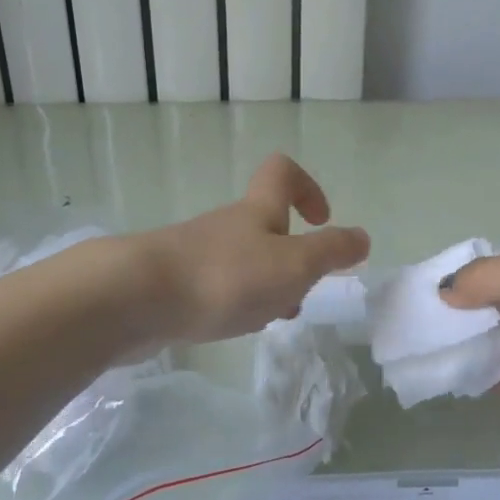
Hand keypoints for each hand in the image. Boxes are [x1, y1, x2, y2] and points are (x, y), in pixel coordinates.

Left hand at [134, 154, 369, 345]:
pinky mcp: (175, 282)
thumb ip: (331, 251)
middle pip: (265, 224)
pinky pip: (216, 285)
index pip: (283, 172)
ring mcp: (197, 252)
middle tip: (300, 290)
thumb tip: (363, 238)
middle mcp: (228, 225)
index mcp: (258, 211)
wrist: (137, 299)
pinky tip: (232, 326)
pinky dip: (234, 302)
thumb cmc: (226, 276)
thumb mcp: (293, 264)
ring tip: (269, 319)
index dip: (308, 187)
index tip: (321, 220)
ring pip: (243, 260)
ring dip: (265, 285)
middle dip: (290, 255)